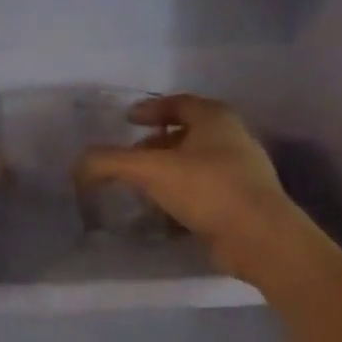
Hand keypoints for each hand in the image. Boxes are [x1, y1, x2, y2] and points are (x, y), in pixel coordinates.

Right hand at [76, 95, 303, 283]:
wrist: (262, 239)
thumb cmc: (208, 188)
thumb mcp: (151, 170)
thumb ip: (111, 163)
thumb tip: (78, 164)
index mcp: (214, 117)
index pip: (177, 102)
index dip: (149, 109)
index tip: (127, 120)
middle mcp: (231, 136)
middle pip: (185, 133)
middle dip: (155, 144)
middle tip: (130, 158)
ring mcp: (242, 170)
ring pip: (194, 163)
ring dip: (167, 172)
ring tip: (142, 189)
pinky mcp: (244, 201)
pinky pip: (205, 190)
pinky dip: (182, 195)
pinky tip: (165, 214)